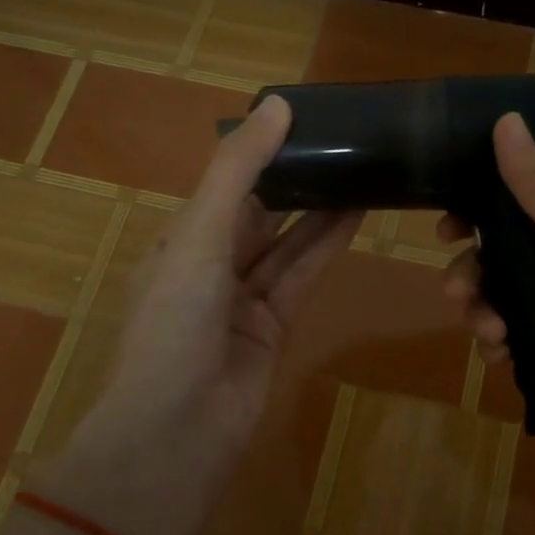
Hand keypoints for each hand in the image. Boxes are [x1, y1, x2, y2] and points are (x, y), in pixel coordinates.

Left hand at [33, 97, 358, 534]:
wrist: (177, 431)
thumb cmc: (174, 322)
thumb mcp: (199, 235)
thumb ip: (239, 171)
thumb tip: (276, 103)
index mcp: (179, 239)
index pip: (225, 184)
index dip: (260, 152)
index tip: (302, 119)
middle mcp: (210, 263)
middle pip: (260, 210)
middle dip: (296, 179)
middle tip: (342, 141)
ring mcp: (243, 297)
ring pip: (287, 241)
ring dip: (320, 209)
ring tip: (360, 169)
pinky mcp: (274, 325)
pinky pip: (303, 274)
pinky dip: (327, 245)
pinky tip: (356, 214)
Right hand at [442, 113, 534, 475]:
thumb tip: (505, 118)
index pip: (515, 207)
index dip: (476, 214)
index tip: (446, 230)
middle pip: (499, 259)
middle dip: (471, 274)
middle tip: (457, 294)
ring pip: (502, 301)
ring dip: (482, 314)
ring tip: (490, 336)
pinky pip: (515, 340)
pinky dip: (499, 347)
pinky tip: (500, 359)